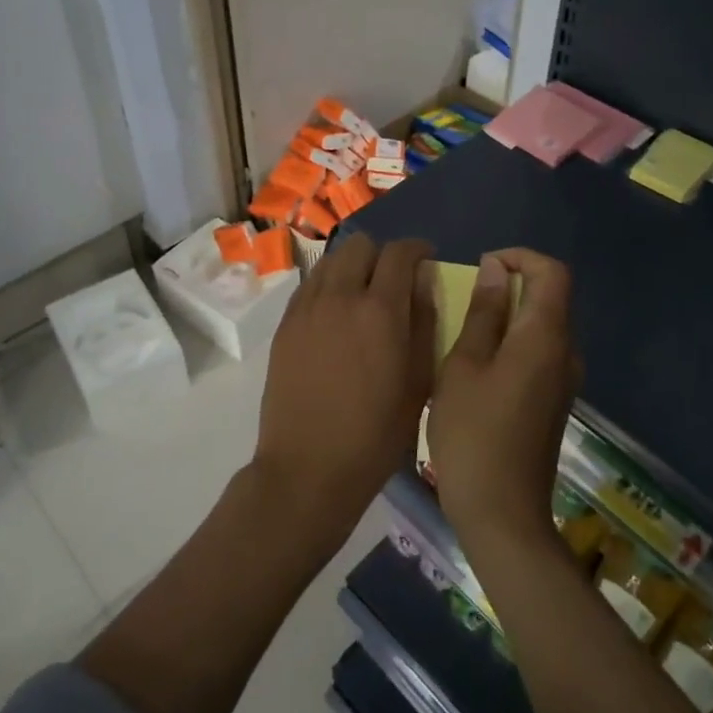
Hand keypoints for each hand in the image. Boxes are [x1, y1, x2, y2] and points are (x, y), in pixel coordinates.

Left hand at [251, 234, 435, 547]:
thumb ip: (425, 323)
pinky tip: (336, 314)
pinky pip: (309, 285)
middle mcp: (341, 296)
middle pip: (361, 245)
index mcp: (381, 310)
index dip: (418, 249)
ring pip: (331, 260)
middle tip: (394, 280)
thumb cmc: (375, 434)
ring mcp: (307, 308)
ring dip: (352, 265)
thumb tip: (424, 282)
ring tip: (362, 294)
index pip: (400, 253)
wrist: (308, 468)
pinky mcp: (285, 324)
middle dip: (383, 254)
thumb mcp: (419, 382)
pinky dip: (328, 285)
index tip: (426, 260)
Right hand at [428, 249, 578, 551]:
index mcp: (545, 337)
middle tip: (463, 300)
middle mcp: (565, 352)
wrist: (502, 514)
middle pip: (549, 297)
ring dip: (508, 316)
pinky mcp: (554, 401)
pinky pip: (539, 352)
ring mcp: (564, 380)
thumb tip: (496, 269)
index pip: (552, 272)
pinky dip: (512, 342)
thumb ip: (483, 313)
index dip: (520, 257)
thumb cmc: (473, 433)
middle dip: (509, 285)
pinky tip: (478, 367)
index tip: (482, 267)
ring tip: (463, 332)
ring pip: (542, 326)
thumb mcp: (464, 365)